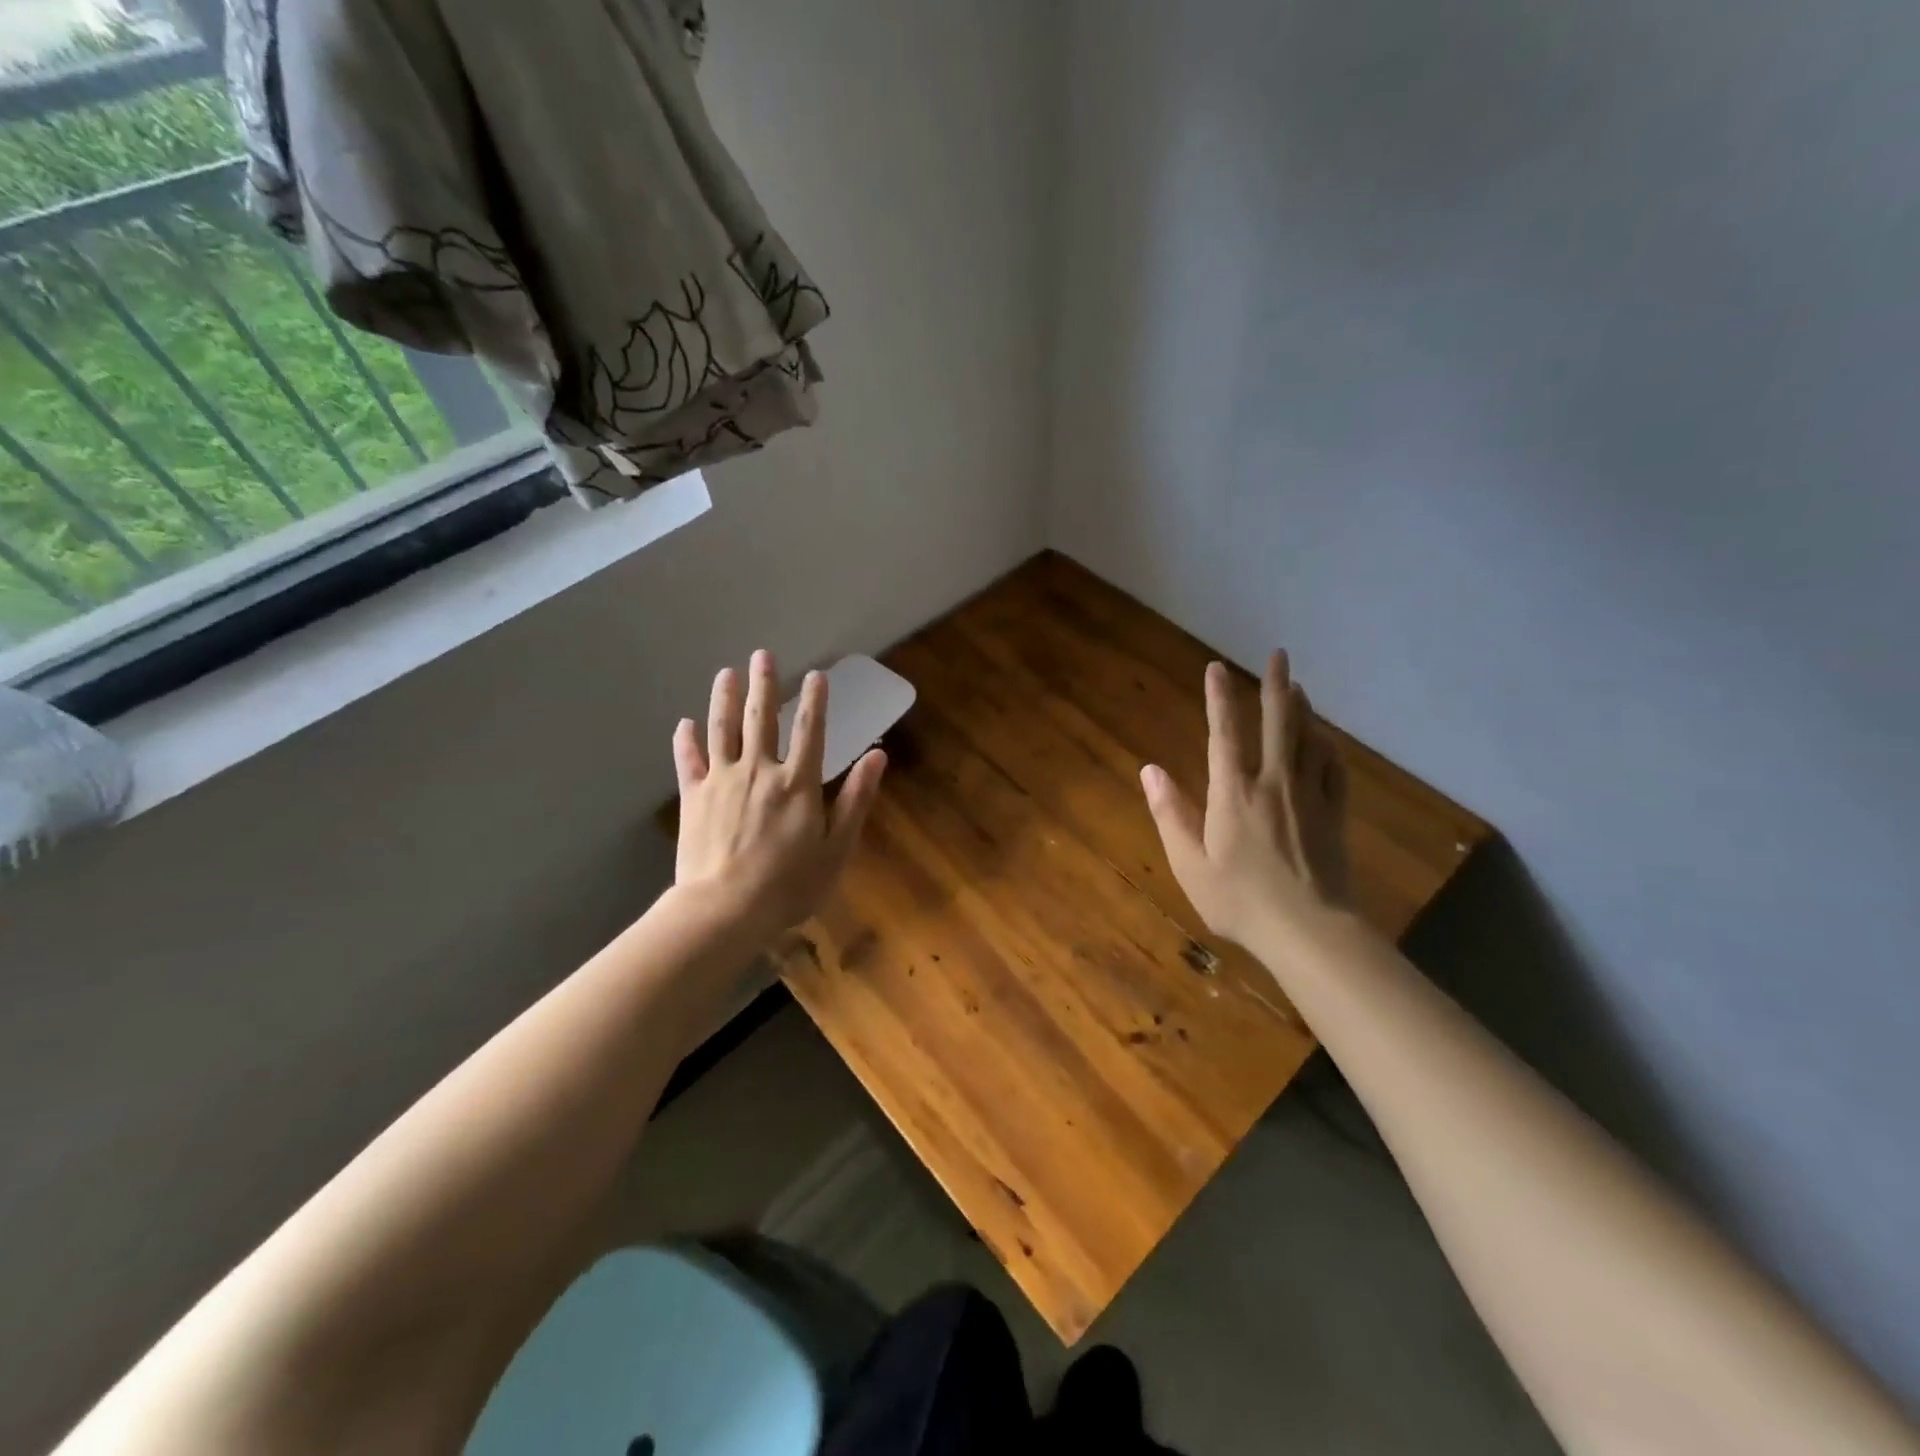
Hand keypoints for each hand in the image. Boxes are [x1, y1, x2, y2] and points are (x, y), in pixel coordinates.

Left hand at [674, 650, 886, 938]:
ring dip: (724, 698)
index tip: (816, 675)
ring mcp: (722, 781)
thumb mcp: (837, 847)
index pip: (810, 730)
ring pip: (722, 729)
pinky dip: (686, 740)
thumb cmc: (790, 884)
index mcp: (798, 783)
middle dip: (763, 684)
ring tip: (726, 673)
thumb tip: (877, 755)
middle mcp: (759, 770)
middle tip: (761, 655)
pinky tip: (685, 723)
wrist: (725, 910)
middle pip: (760, 718)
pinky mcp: (693, 797)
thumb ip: (856, 798)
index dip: (815, 701)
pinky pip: (688, 761)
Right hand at [1139, 650, 1351, 946]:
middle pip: (1279, 723)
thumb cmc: (1239, 900)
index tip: (1217, 667)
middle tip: (1279, 654)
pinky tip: (1326, 739)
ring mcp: (1310, 797)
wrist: (1309, 931)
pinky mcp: (1335, 815)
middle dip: (1276, 685)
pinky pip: (1334, 769)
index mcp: (1234, 793)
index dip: (1219, 697)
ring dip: (1303, 708)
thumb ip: (1169, 813)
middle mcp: (1274, 783)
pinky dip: (1328, 746)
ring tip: (1297, 686)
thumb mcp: (1189, 863)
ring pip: (1310, 739)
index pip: (1225, 733)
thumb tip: (1150, 770)